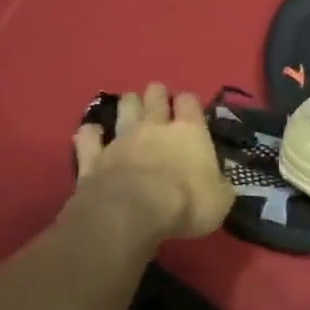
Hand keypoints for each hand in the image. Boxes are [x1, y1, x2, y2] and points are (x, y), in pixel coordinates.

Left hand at [68, 84, 233, 240]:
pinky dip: (90, 134)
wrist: (132, 215)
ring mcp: (121, 139)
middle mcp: (154, 127)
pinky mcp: (93, 158)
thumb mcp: (220, 200)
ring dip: (128, 105)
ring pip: (124, 108)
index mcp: (190, 132)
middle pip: (154, 96)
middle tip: (159, 100)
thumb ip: (219, 185)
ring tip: (131, 108)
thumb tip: (219, 182)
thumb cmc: (187, 204)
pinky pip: (88, 137)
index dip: (189, 102)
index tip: (191, 109)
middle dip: (157, 94)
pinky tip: (91, 133)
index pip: (190, 101)